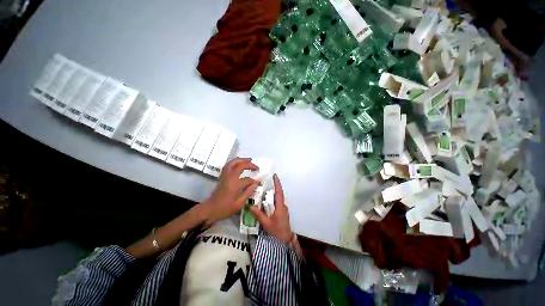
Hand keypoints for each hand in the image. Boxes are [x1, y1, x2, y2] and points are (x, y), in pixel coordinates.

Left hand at [201, 158, 258, 223]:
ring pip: (233, 162)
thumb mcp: (239, 204)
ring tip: (249, 160)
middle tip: (256, 166)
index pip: (247, 179)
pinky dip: (235, 162)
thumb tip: (256, 183)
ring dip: (241, 160)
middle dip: (249, 164)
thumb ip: (248, 192)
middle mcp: (229, 177)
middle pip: (239, 165)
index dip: (253, 181)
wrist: (209, 210)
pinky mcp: (222, 176)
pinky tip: (239, 163)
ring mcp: (224, 176)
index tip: (258, 183)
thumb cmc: (224, 209)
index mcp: (234, 184)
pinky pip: (228, 165)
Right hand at [250, 174, 292, 242]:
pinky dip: (272, 200)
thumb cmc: (277, 232)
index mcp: (280, 206)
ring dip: (272, 194)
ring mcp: (283, 209)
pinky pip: (276, 203)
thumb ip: (258, 215)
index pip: (279, 191)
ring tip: (263, 192)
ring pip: (277, 199)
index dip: (277, 183)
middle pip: (278, 194)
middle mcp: (283, 206)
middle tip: (265, 183)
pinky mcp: (282, 212)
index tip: (275, 175)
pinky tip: (266, 203)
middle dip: (273, 187)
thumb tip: (250, 206)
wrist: (286, 241)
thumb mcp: (266, 223)